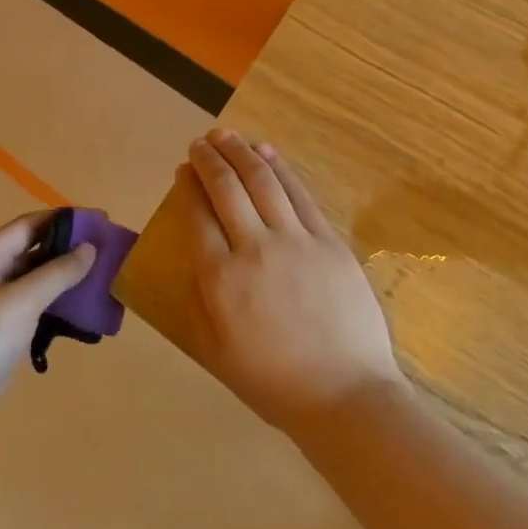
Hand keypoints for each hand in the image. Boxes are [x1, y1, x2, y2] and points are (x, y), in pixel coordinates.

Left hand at [0, 211, 94, 450]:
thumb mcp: (21, 300)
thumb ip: (58, 272)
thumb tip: (89, 248)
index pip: (31, 224)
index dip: (67, 219)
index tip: (104, 220)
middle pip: (36, 252)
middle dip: (73, 249)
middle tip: (112, 252)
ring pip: (40, 283)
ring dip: (70, 281)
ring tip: (108, 281)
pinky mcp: (3, 335)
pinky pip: (38, 312)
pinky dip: (62, 309)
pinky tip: (87, 314)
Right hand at [179, 130, 404, 434]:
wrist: (343, 393)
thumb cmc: (273, 383)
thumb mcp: (216, 352)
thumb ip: (200, 302)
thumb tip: (194, 261)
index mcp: (221, 279)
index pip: (197, 217)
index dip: (188, 187)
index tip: (183, 170)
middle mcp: (255, 248)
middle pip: (228, 189)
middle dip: (210, 159)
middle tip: (201, 142)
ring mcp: (297, 240)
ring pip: (265, 182)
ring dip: (243, 153)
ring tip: (228, 136)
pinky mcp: (330, 240)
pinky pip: (301, 195)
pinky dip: (282, 169)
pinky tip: (269, 154)